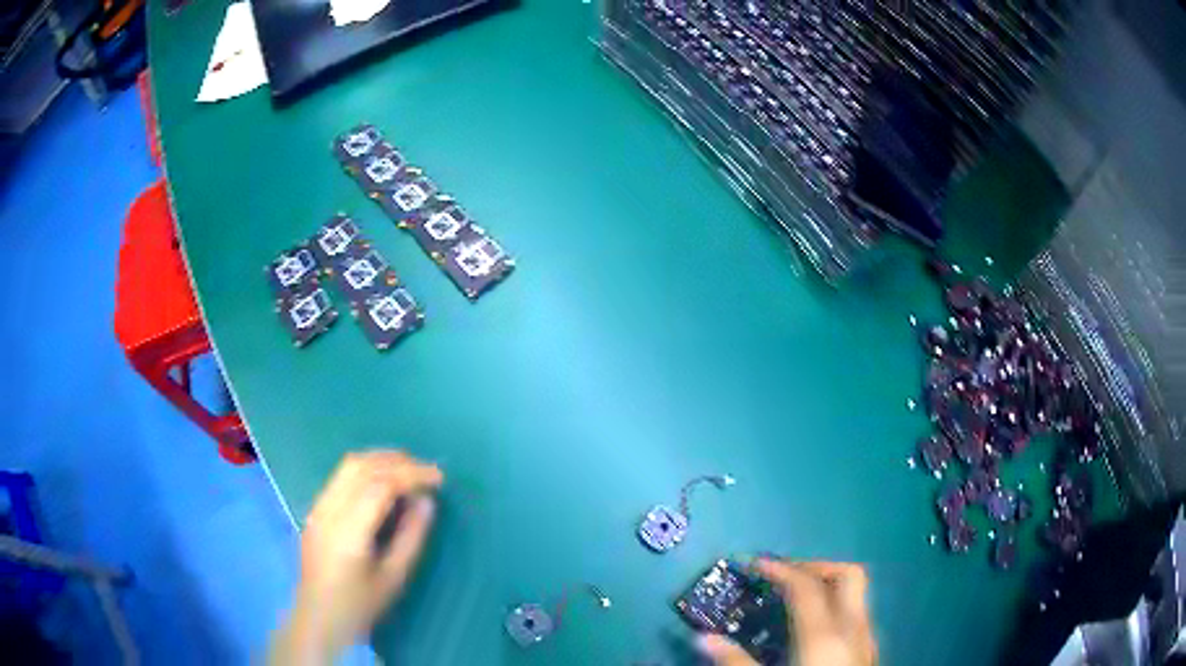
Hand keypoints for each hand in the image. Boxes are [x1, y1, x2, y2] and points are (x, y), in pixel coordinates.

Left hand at [270, 450, 442, 663]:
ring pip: (348, 466)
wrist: (318, 618)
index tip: (439, 478)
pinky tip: (383, 482)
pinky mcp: (315, 510)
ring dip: (380, 460)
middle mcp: (328, 510)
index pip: (380, 484)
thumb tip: (427, 502)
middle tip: (427, 471)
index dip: (412, 474)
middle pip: (361, 466)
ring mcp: (317, 507)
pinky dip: (366, 470)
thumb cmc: (360, 606)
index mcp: (348, 531)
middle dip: (397, 461)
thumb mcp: (394, 578)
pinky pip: (340, 477)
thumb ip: (411, 537)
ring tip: (409, 470)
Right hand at [698, 559, 875, 665]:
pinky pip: (858, 615)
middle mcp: (853, 629)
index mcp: (825, 635)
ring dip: (828, 586)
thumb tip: (703, 637)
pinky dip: (836, 607)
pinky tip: (815, 629)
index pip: (805, 586)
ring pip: (857, 594)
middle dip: (815, 567)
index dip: (779, 569)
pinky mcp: (870, 653)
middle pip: (847, 575)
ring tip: (795, 599)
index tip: (754, 564)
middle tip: (783, 576)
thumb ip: (736, 663)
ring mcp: (867, 640)